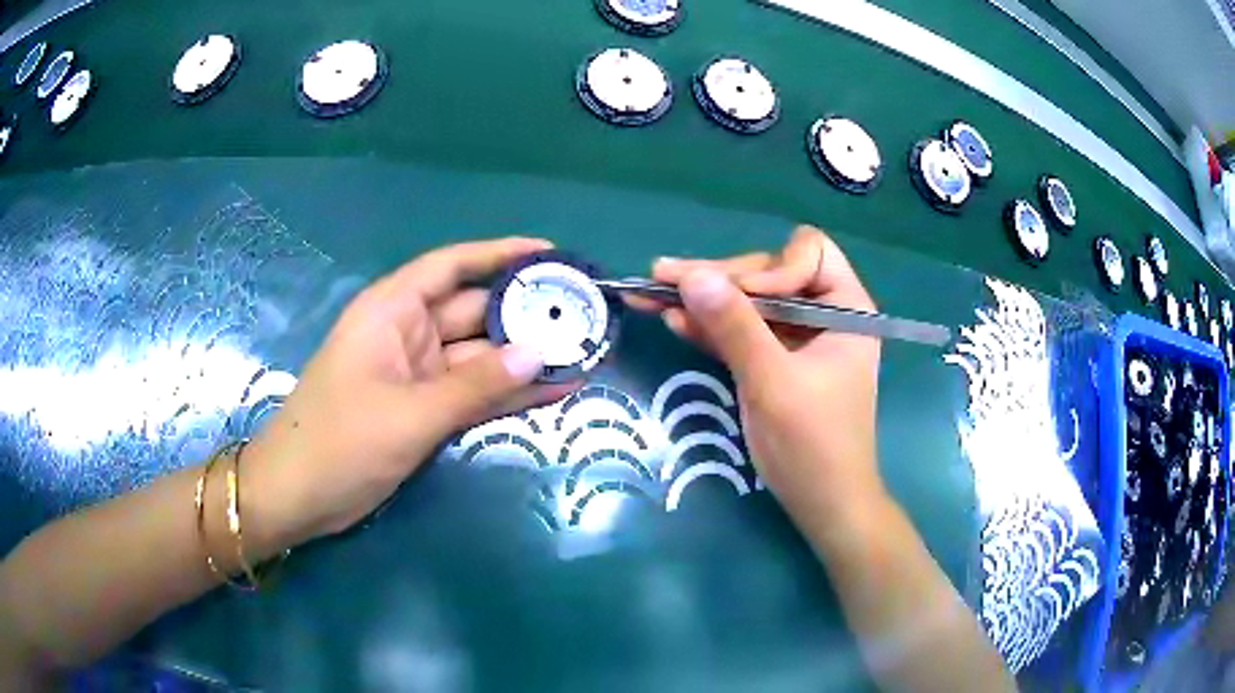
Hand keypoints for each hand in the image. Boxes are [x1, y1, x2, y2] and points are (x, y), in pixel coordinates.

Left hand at [241, 238, 575, 554]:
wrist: (299, 496)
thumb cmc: (340, 441)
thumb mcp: (410, 412)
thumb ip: (477, 384)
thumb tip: (540, 354)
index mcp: (392, 311)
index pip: (452, 266)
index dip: (500, 254)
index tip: (551, 255)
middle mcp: (407, 334)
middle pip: (474, 312)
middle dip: (525, 313)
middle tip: (584, 315)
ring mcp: (418, 374)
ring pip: (480, 357)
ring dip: (524, 359)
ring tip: (583, 352)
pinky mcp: (425, 409)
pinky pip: (474, 393)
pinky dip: (508, 393)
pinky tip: (555, 390)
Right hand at [640, 227, 885, 530]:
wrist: (823, 504)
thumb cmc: (812, 446)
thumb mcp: (772, 383)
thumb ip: (734, 327)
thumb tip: (691, 275)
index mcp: (845, 308)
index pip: (807, 253)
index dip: (770, 267)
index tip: (738, 298)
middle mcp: (823, 314)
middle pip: (768, 273)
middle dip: (719, 279)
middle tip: (661, 278)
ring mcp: (797, 338)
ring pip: (748, 302)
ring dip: (703, 299)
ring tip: (650, 291)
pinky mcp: (775, 360)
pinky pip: (741, 332)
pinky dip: (710, 327)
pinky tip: (672, 320)